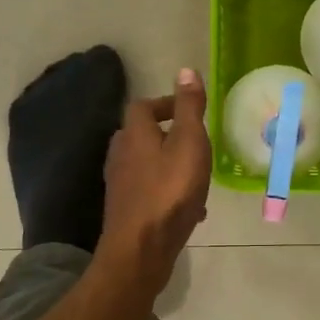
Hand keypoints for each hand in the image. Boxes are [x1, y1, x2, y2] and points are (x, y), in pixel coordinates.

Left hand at [101, 68, 212, 294]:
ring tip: (198, 175)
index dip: (166, 104)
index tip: (191, 111)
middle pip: (142, 135)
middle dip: (169, 135)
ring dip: (170, 164)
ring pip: (147, 164)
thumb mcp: (189, 143)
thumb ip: (189, 108)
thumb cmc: (169, 192)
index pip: (143, 106)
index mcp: (134, 134)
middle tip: (196, 142)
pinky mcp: (126, 210)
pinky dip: (169, 191)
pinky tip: (191, 208)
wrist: (141, 249)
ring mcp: (121, 184)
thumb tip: (186, 70)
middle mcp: (121, 155)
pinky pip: (150, 190)